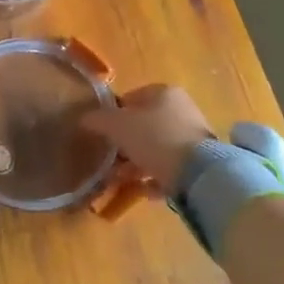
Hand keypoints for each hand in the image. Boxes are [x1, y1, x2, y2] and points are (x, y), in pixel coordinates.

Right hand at [79, 84, 212, 191]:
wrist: (198, 173)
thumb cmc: (155, 138)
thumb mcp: (117, 126)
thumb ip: (98, 120)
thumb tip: (83, 118)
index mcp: (164, 93)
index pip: (132, 98)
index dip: (113, 114)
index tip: (102, 133)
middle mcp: (182, 109)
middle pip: (145, 125)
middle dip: (125, 143)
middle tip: (109, 159)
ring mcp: (193, 137)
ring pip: (157, 148)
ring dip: (137, 163)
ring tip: (120, 179)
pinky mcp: (200, 163)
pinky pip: (170, 168)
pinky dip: (155, 178)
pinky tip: (143, 190)